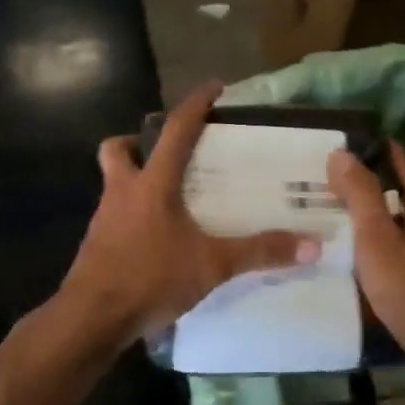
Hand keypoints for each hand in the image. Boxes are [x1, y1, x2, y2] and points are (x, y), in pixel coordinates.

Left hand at [60, 81, 320, 342]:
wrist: (92, 317)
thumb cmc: (150, 278)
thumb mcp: (212, 265)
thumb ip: (259, 252)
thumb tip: (312, 245)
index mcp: (152, 184)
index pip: (176, 130)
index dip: (196, 104)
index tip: (214, 88)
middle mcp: (122, 191)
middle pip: (118, 150)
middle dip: (138, 143)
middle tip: (169, 155)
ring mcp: (104, 218)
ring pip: (114, 183)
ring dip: (136, 180)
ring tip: (172, 200)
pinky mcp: (96, 244)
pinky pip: (115, 215)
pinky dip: (134, 215)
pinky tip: (157, 238)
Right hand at [328, 141, 404, 371]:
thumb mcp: (377, 240)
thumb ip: (361, 195)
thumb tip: (342, 152)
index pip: (400, 161)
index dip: (371, 149)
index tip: (337, 145)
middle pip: (401, 190)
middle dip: (368, 182)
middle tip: (326, 181)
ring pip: (403, 219)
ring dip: (374, 213)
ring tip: (336, 214)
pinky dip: (383, 239)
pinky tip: (362, 253)